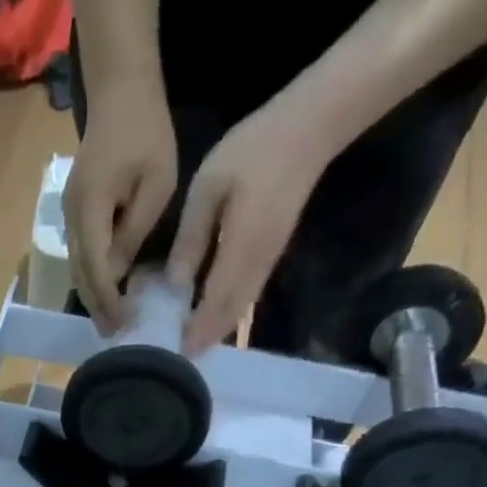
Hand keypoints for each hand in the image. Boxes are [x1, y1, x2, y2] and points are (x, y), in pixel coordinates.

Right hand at [63, 73, 177, 333]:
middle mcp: (72, 215)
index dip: (108, 299)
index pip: (96, 267)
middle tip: (114, 333)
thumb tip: (119, 272)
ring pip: (76, 265)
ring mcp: (69, 212)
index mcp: (92, 208)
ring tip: (110, 318)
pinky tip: (107, 288)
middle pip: (80, 272)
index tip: (123, 322)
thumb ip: (135, 230)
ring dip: (92, 293)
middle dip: (96, 305)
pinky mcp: (75, 209)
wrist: (119, 89)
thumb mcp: (155, 183)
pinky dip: (92, 274)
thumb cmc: (145, 131)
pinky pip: (80, 251)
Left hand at [166, 98, 328, 355]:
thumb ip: (191, 238)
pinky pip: (249, 293)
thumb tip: (175, 284)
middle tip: (179, 358)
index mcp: (240, 249)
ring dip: (219, 328)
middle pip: (231, 314)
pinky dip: (230, 311)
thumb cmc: (253, 150)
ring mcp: (269, 259)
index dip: (197, 331)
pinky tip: (212, 315)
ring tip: (192, 343)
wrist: (311, 128)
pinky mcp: (273, 252)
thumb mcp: (208, 189)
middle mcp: (258, 263)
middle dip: (207, 338)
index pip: (215, 303)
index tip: (178, 353)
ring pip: (242, 307)